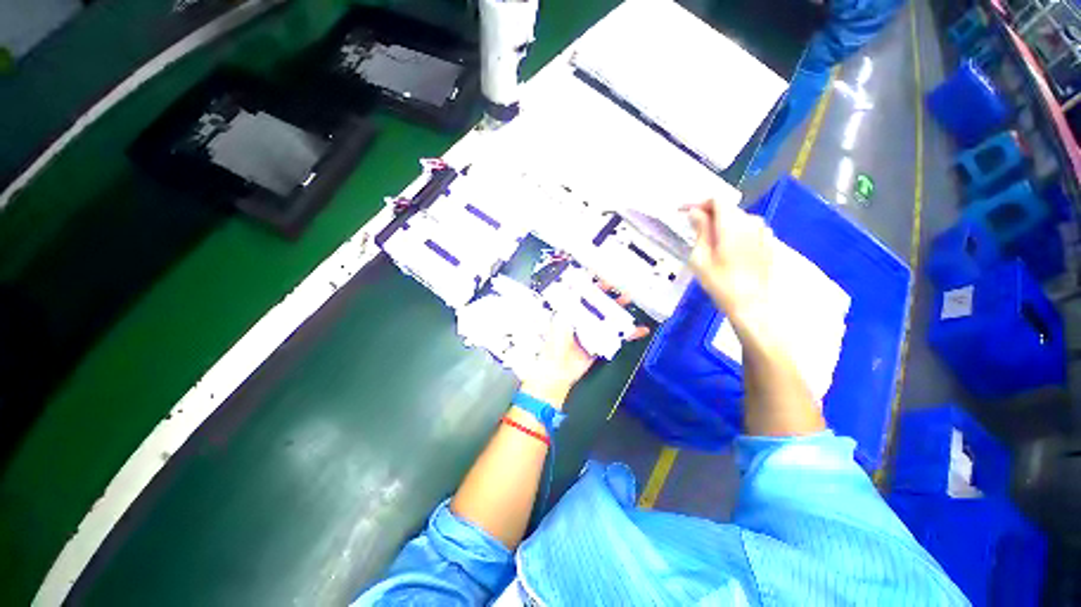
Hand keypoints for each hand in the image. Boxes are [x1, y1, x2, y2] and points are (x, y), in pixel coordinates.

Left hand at [520, 283, 648, 406]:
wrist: (559, 369)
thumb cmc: (556, 343)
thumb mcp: (561, 320)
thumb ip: (569, 305)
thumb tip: (575, 288)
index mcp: (571, 313)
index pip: (584, 296)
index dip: (595, 288)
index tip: (605, 281)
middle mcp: (583, 320)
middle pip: (599, 306)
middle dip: (611, 297)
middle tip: (620, 288)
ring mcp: (593, 332)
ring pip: (609, 318)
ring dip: (620, 310)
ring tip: (631, 302)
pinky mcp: (601, 344)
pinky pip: (616, 336)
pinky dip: (628, 333)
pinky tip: (640, 329)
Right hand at [684, 199, 774, 334]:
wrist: (751, 304)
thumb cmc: (720, 283)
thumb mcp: (701, 257)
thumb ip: (700, 230)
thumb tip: (695, 212)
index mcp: (732, 224)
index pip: (716, 200)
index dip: (698, 203)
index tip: (684, 212)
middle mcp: (751, 222)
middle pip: (728, 208)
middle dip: (709, 213)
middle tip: (692, 226)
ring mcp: (763, 232)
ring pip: (739, 218)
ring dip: (722, 222)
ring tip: (708, 237)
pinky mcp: (768, 242)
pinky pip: (749, 228)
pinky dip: (735, 230)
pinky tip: (727, 245)